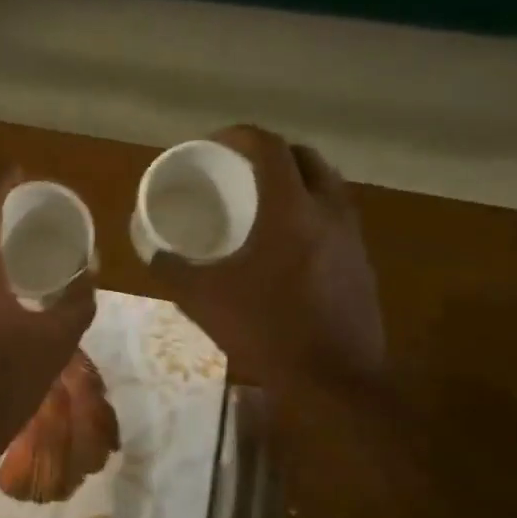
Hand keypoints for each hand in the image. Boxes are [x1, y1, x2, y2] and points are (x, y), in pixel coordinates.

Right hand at [149, 126, 384, 395]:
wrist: (333, 381)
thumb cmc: (265, 330)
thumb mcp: (203, 300)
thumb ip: (173, 271)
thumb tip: (154, 254)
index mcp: (291, 209)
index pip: (270, 147)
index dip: (241, 136)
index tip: (216, 144)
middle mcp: (329, 211)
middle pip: (306, 158)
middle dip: (273, 153)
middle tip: (242, 169)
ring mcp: (352, 237)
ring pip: (328, 187)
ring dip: (298, 181)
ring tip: (266, 201)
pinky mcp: (362, 264)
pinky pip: (337, 218)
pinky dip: (312, 213)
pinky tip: (289, 244)